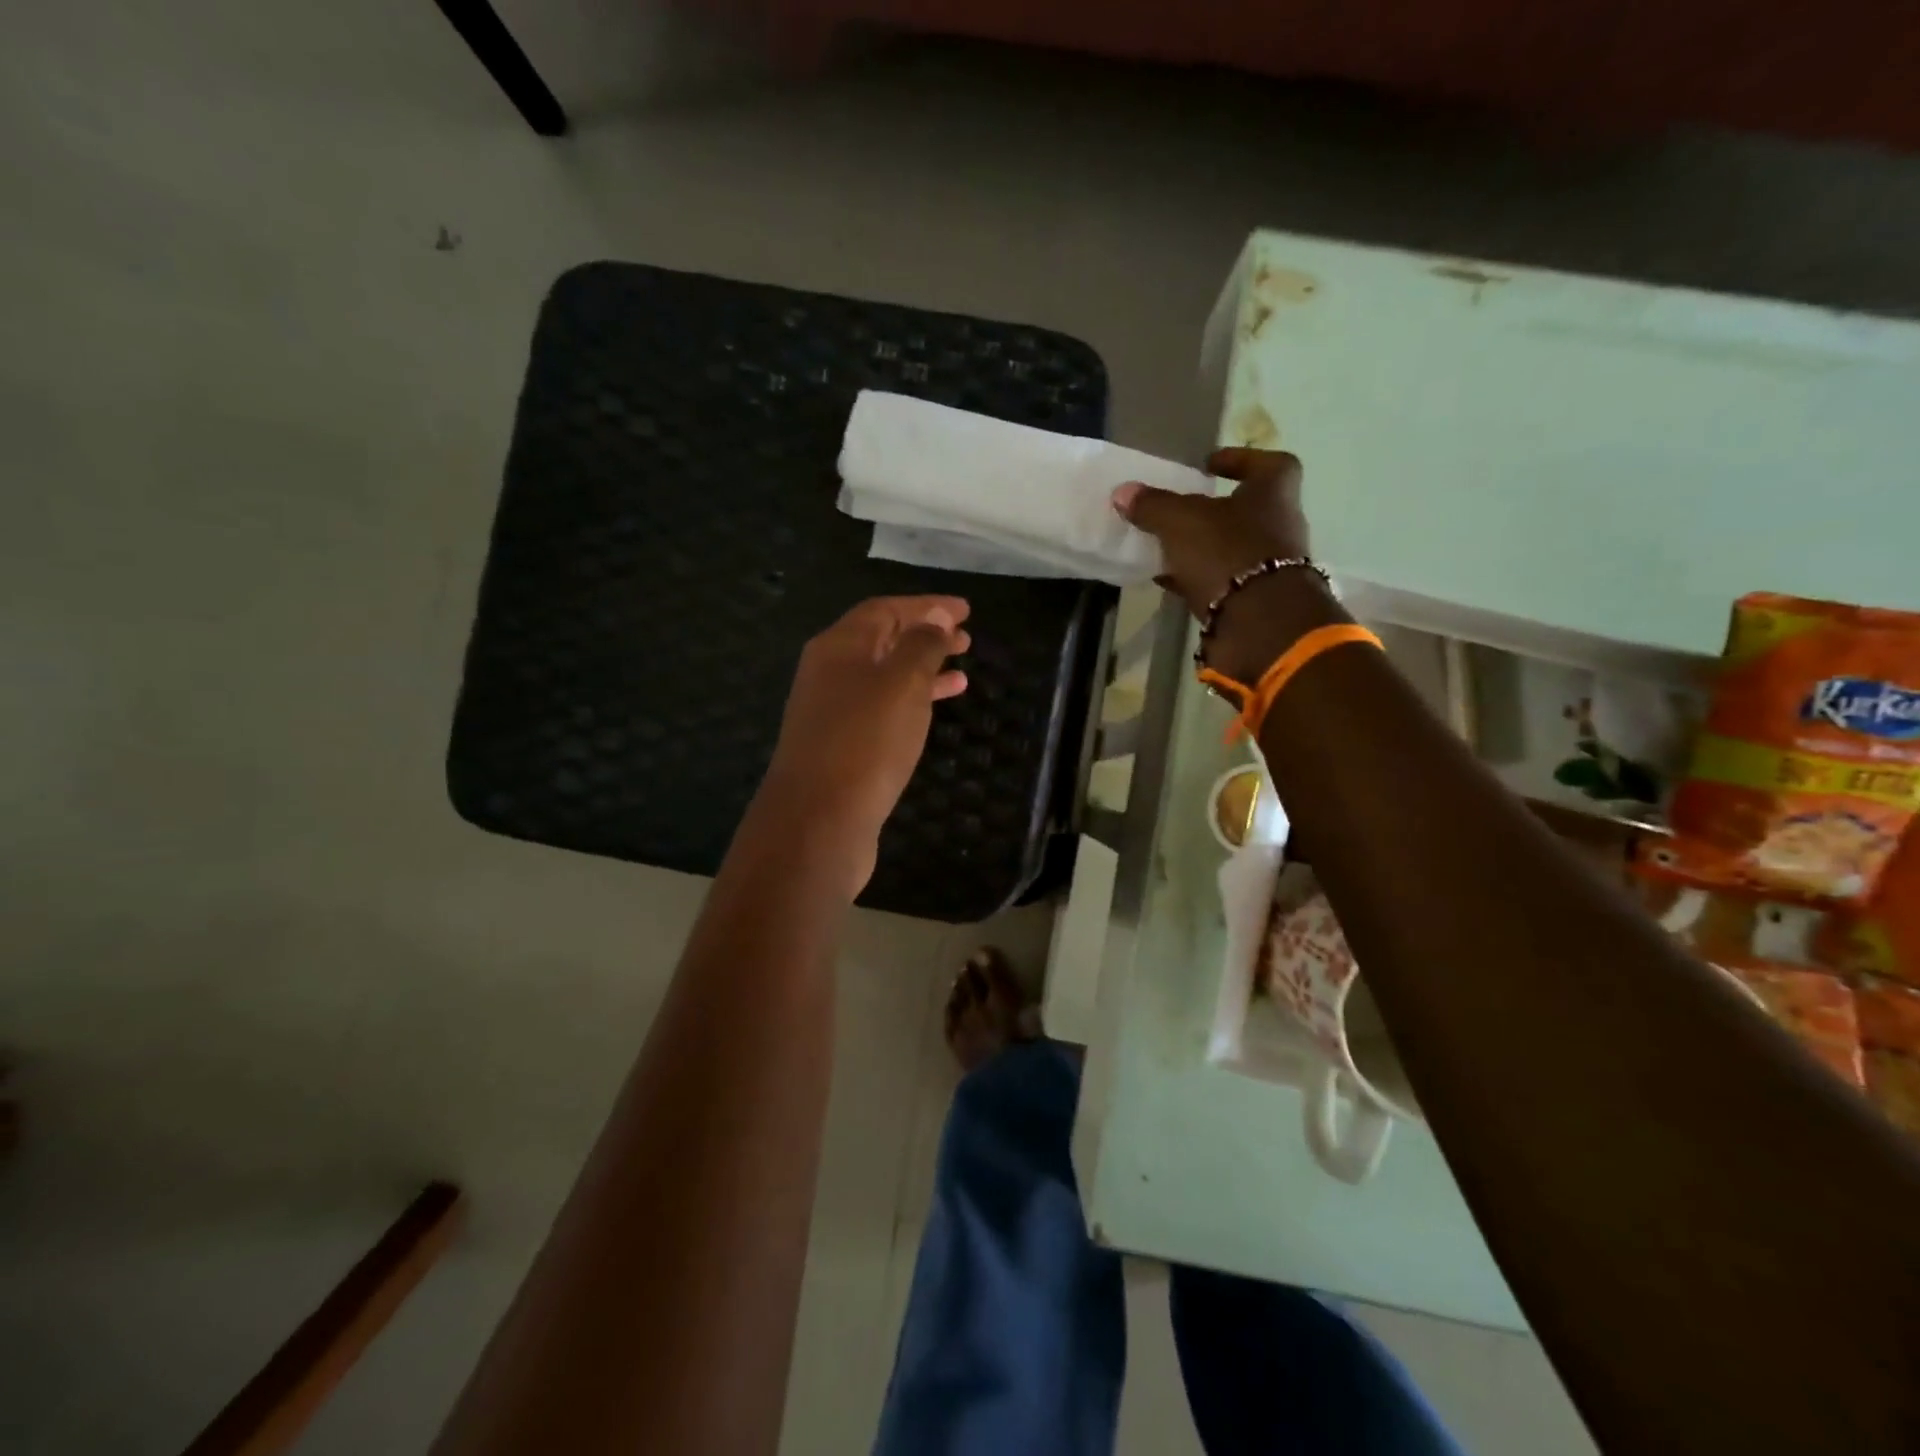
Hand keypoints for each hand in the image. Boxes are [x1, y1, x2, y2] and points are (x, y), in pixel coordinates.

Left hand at [758, 595, 970, 893]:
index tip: (966, 610)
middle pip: (882, 641)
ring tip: (961, 669)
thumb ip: (921, 645)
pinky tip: (937, 709)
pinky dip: (912, 702)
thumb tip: (934, 616)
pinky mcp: (842, 746)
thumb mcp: (901, 683)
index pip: (885, 609)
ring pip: (884, 677)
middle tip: (966, 638)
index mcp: (839, 646)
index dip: (926, 605)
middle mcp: (830, 672)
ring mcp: (833, 711)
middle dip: (924, 634)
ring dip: (922, 669)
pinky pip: (882, 709)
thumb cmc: (864, 742)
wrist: (818, 822)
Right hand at [1113, 448, 1339, 682]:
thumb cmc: (1227, 553)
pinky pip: (1223, 582)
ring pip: (1234, 548)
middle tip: (1182, 509)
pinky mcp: (1255, 601)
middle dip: (1216, 509)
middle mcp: (1280, 527)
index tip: (1209, 464)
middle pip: (1249, 509)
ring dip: (1205, 547)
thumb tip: (1123, 492)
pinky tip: (1168, 580)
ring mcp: (1271, 568)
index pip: (1268, 463)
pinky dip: (1198, 578)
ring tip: (1168, 546)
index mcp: (1274, 494)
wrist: (1259, 625)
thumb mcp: (1181, 522)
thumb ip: (1153, 506)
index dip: (1240, 460)